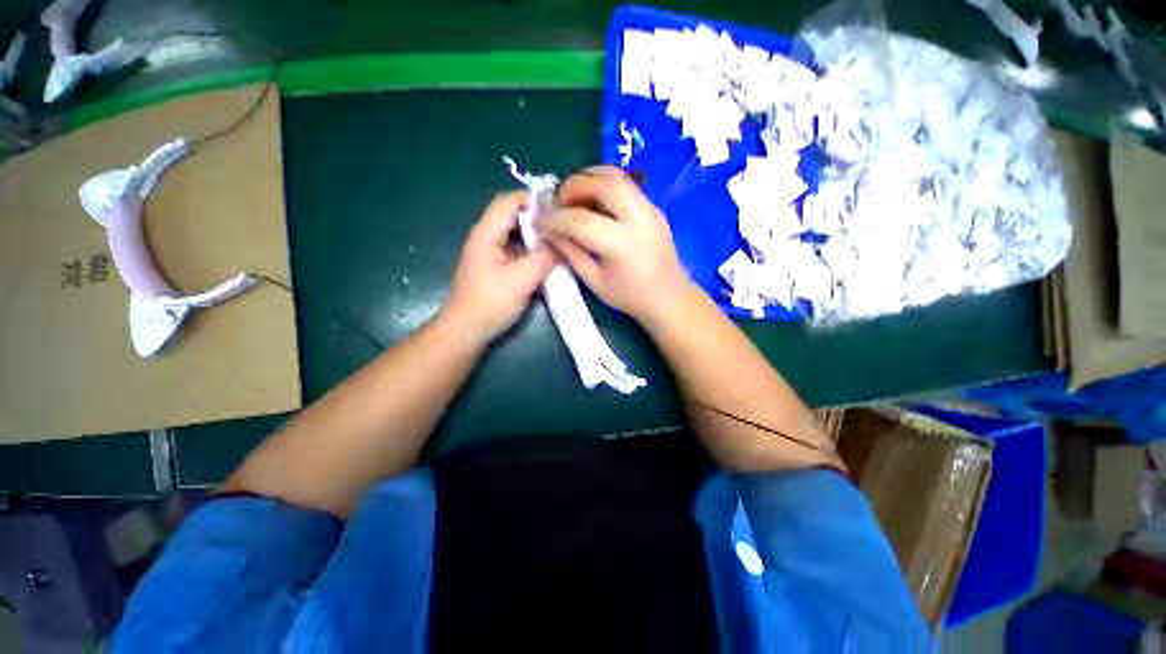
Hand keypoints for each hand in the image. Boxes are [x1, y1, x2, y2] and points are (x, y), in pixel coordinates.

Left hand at [442, 191, 557, 343]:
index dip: (534, 198)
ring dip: (535, 232)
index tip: (560, 206)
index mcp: (487, 233)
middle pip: (512, 213)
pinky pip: (515, 247)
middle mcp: (485, 236)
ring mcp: (488, 251)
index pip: (510, 200)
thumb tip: (563, 242)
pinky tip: (545, 256)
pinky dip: (530, 247)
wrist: (465, 331)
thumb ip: (544, 258)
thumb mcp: (522, 280)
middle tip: (563, 223)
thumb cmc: (490, 303)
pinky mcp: (493, 265)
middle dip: (537, 215)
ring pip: (514, 231)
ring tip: (558, 237)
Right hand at [539, 166, 693, 324]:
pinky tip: (591, 200)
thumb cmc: (630, 296)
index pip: (582, 221)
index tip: (539, 221)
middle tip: (558, 201)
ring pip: (616, 176)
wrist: (669, 297)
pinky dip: (603, 184)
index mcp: (623, 245)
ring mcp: (651, 209)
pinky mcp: (653, 207)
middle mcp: (640, 219)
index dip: (555, 219)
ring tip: (572, 196)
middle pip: (603, 184)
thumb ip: (570, 253)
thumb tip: (548, 231)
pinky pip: (625, 184)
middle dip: (573, 186)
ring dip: (588, 178)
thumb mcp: (594, 281)